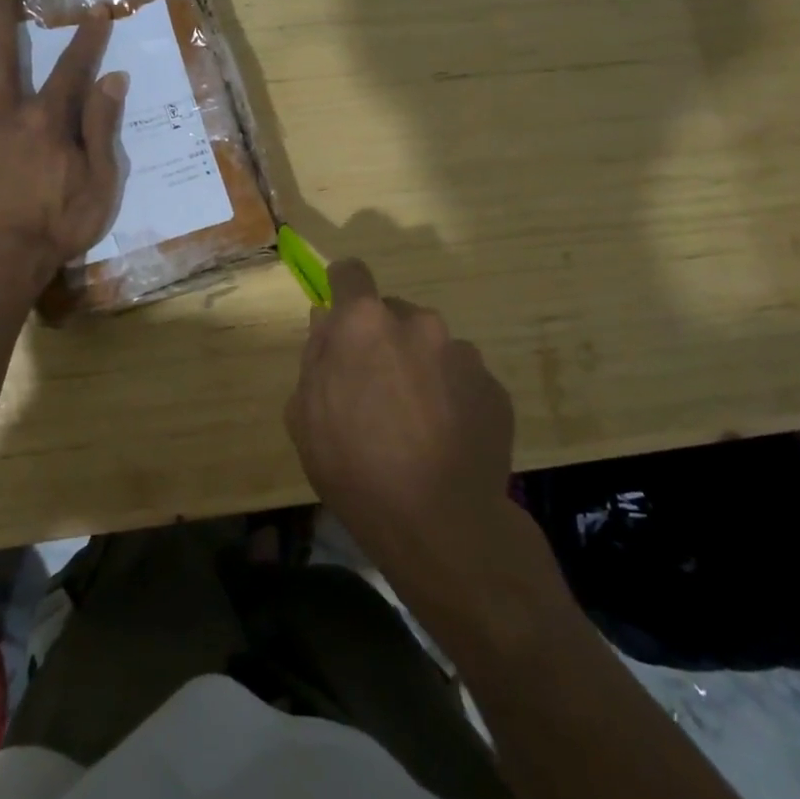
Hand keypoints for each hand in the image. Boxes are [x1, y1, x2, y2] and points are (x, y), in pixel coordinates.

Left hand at [0, 0, 127, 284]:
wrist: (1, 257)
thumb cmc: (58, 224)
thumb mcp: (99, 181)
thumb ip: (101, 127)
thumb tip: (111, 79)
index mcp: (50, 120)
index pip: (73, 68)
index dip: (87, 37)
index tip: (95, 9)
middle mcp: (10, 111)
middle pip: (6, 52)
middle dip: (4, 13)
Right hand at [285, 258, 514, 573]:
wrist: (440, 525)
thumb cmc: (354, 467)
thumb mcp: (305, 414)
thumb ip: (315, 356)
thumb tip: (327, 322)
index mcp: (364, 323)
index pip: (350, 273)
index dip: (341, 288)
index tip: (340, 314)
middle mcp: (418, 323)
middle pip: (393, 314)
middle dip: (382, 340)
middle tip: (376, 390)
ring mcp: (462, 354)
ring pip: (431, 347)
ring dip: (420, 369)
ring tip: (416, 424)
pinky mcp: (494, 388)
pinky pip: (462, 379)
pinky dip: (451, 397)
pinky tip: (444, 440)